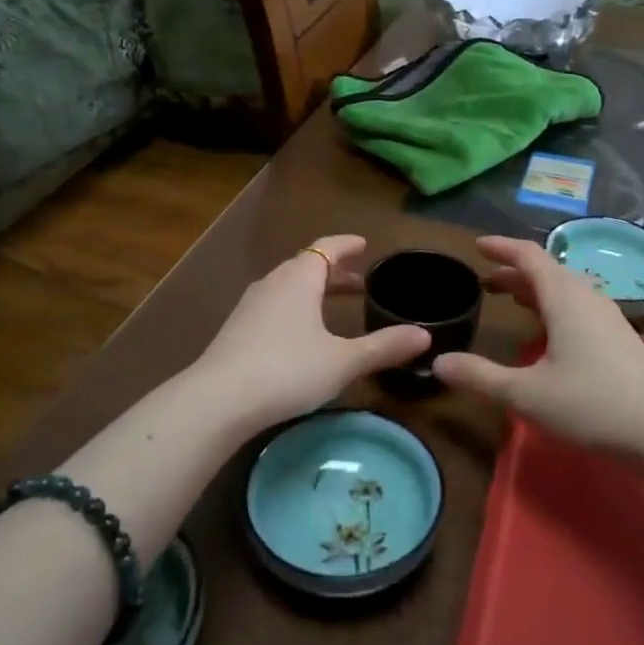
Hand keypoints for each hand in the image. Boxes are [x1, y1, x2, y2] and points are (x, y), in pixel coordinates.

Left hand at [185, 235, 429, 435]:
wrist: (218, 400)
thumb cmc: (287, 370)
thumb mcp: (343, 361)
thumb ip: (383, 347)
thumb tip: (425, 336)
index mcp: (300, 279)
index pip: (326, 247)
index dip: (347, 244)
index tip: (364, 244)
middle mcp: (273, 283)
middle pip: (306, 265)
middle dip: (333, 270)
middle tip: (358, 281)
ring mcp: (250, 306)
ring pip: (287, 286)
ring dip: (312, 289)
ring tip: (332, 305)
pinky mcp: (236, 329)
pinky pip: (273, 305)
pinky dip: (294, 306)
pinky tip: (300, 333)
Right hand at [434, 237, 643, 503]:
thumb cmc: (591, 405)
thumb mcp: (526, 394)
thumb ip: (480, 377)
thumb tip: (439, 362)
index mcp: (564, 297)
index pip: (529, 256)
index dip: (501, 247)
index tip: (477, 246)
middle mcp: (587, 297)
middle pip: (547, 271)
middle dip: (514, 272)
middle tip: (485, 282)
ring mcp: (608, 316)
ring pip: (565, 288)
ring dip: (535, 289)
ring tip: (511, 300)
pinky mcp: (619, 336)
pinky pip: (579, 305)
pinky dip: (554, 305)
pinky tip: (548, 331)